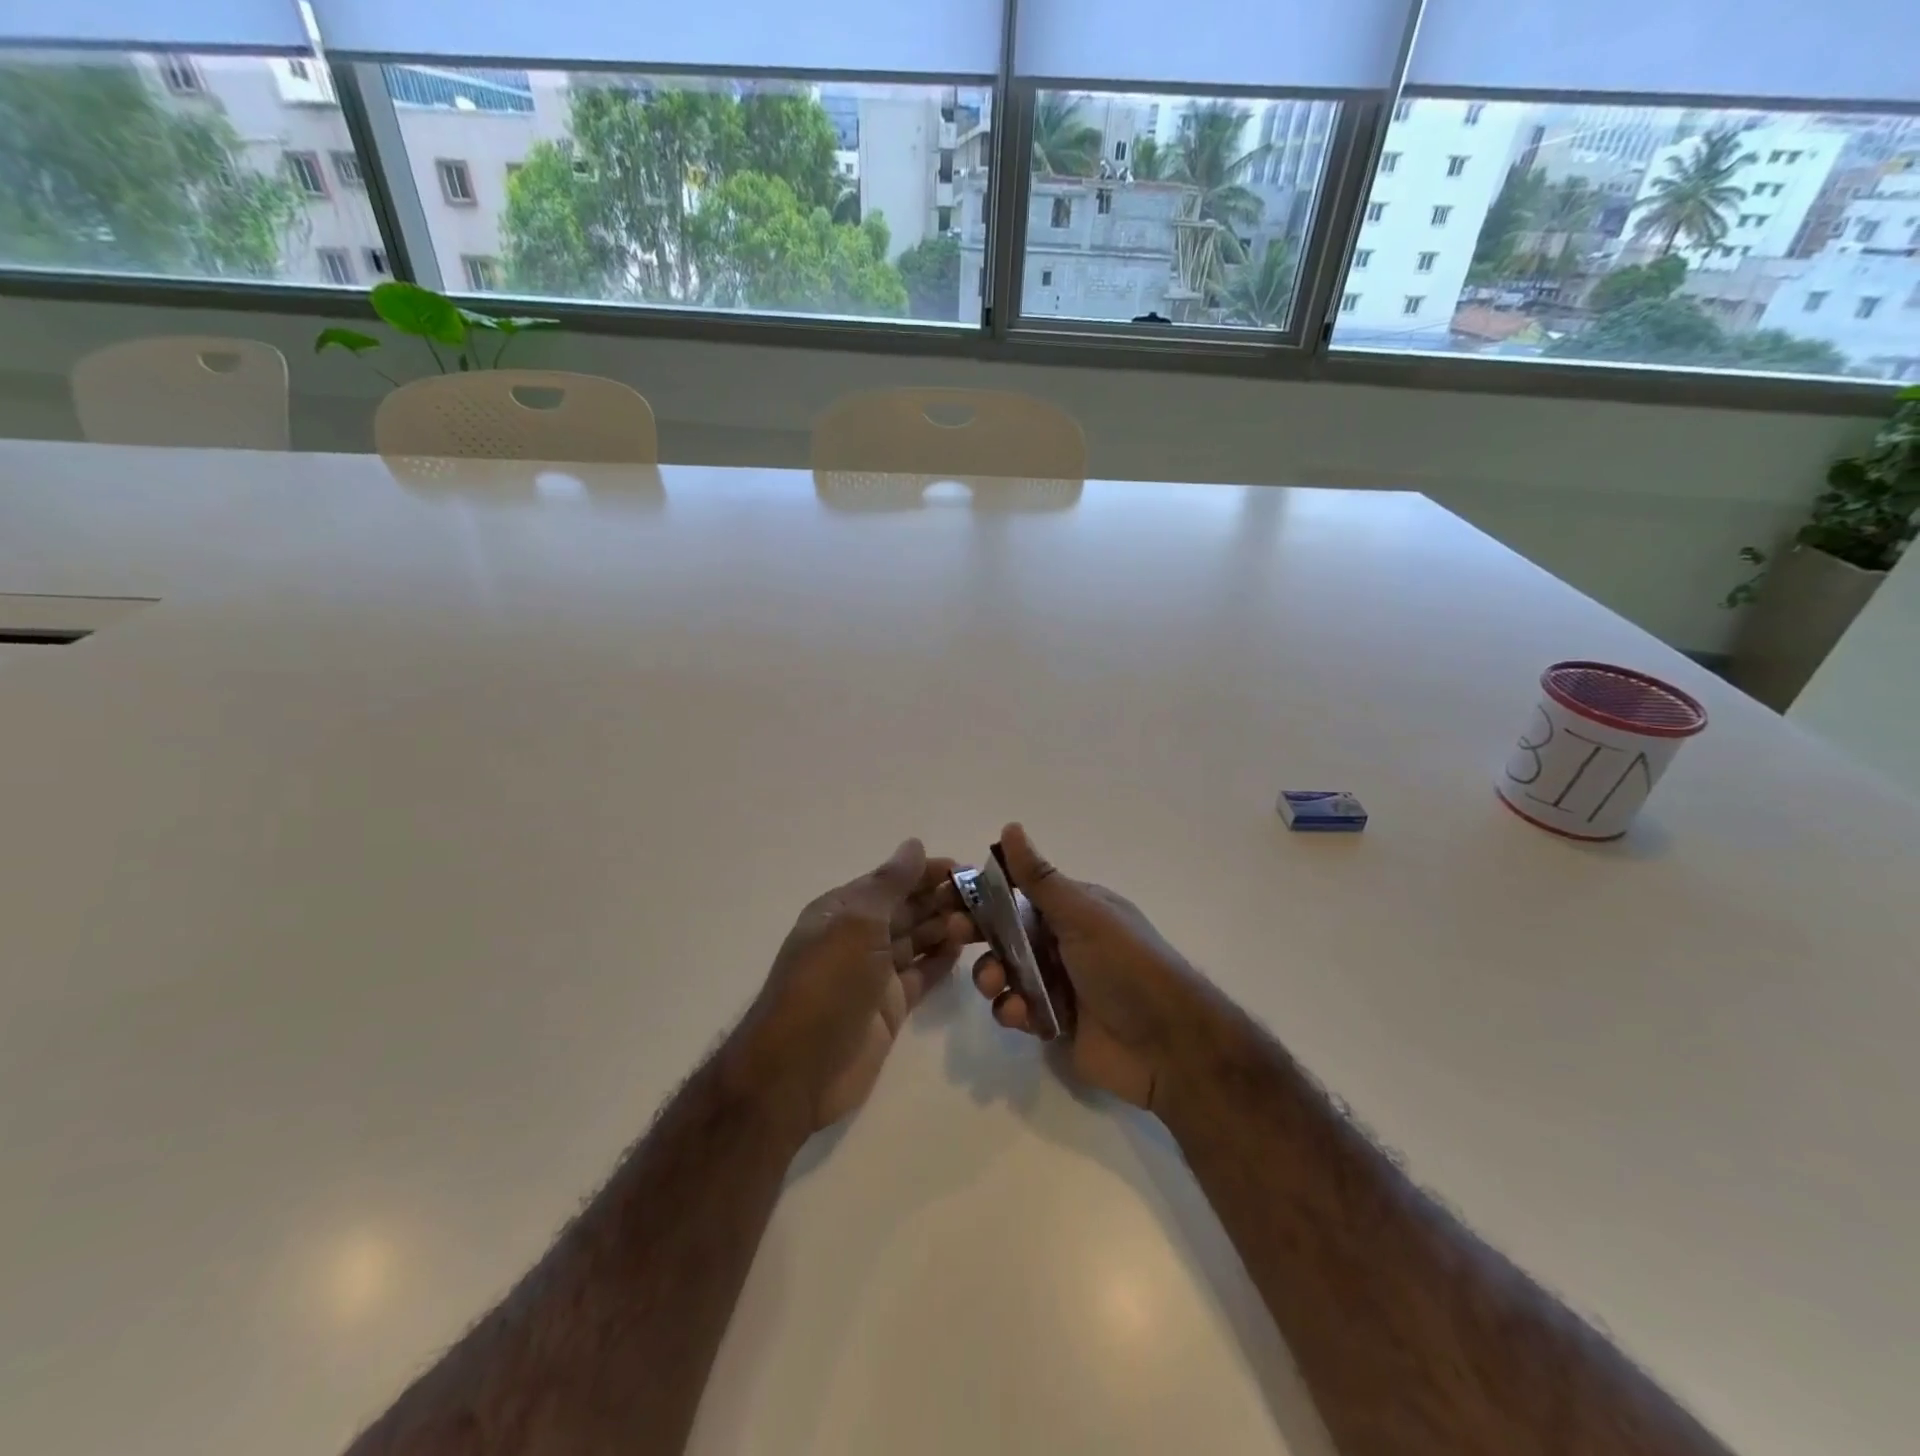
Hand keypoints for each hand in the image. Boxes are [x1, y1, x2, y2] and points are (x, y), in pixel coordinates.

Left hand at [729, 839, 974, 1133]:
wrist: (798, 1070)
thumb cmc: (827, 985)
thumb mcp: (857, 924)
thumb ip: (890, 884)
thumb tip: (914, 844)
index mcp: (843, 910)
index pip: (891, 880)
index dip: (927, 871)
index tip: (967, 869)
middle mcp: (858, 937)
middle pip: (907, 909)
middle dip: (942, 899)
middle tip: (987, 897)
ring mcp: (874, 974)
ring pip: (917, 940)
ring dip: (946, 927)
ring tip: (983, 921)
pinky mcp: (890, 1007)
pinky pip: (921, 974)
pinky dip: (941, 959)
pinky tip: (965, 947)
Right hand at [969, 824, 1203, 1112]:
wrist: (1169, 1046)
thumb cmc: (1126, 967)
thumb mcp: (1083, 915)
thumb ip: (1041, 878)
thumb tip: (1011, 827)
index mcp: (1074, 909)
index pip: (1018, 892)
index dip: (983, 892)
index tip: (949, 895)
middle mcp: (1064, 941)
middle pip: (1006, 931)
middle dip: (978, 932)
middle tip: (952, 933)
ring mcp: (1059, 983)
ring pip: (1006, 971)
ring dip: (992, 974)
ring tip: (995, 984)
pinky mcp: (1056, 1022)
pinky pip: (1018, 1009)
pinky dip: (1013, 1010)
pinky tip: (1021, 1015)